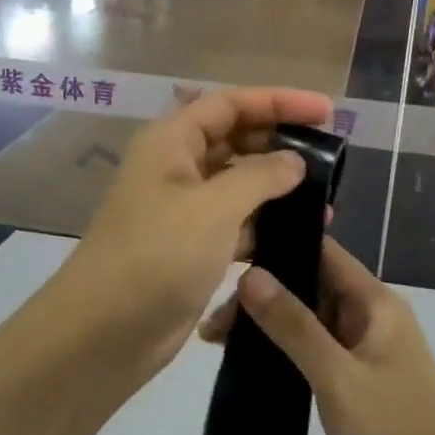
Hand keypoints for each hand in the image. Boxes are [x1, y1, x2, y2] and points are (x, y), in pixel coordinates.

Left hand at [57, 87, 331, 385]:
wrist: (104, 333)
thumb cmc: (157, 255)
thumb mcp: (214, 208)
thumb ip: (260, 176)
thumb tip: (295, 161)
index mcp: (172, 141)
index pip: (231, 104)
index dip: (279, 101)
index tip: (326, 110)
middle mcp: (176, 167)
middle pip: (235, 139)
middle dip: (281, 143)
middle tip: (331, 157)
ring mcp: (183, 209)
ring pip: (238, 183)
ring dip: (278, 188)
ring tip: (326, 202)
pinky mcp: (191, 246)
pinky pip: (235, 222)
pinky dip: (264, 224)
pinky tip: (299, 235)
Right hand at [203, 238, 434, 434]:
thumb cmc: (392, 431)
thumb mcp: (336, 376)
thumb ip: (293, 326)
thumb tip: (249, 274)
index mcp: (375, 302)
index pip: (323, 252)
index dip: (279, 245)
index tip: (231, 254)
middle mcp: (369, 316)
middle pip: (309, 286)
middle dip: (262, 294)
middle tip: (214, 320)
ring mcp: (362, 349)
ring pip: (307, 319)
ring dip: (267, 324)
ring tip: (215, 340)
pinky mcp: (354, 379)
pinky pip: (312, 349)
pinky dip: (281, 349)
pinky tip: (247, 361)